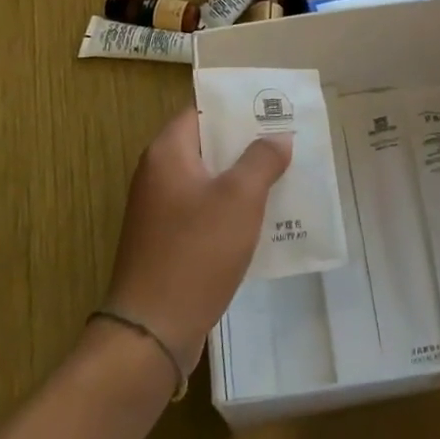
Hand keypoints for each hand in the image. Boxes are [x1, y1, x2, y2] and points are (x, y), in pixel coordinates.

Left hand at [102, 107, 292, 371]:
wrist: (152, 332)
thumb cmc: (196, 251)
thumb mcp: (239, 198)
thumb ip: (261, 160)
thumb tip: (277, 137)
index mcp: (167, 153)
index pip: (202, 110)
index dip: (237, 106)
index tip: (272, 107)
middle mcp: (158, 175)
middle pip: (208, 144)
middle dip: (247, 143)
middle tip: (287, 140)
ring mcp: (160, 211)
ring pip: (209, 180)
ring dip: (243, 178)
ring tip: (284, 175)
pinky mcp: (167, 242)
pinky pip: (204, 210)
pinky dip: (231, 209)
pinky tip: (264, 219)